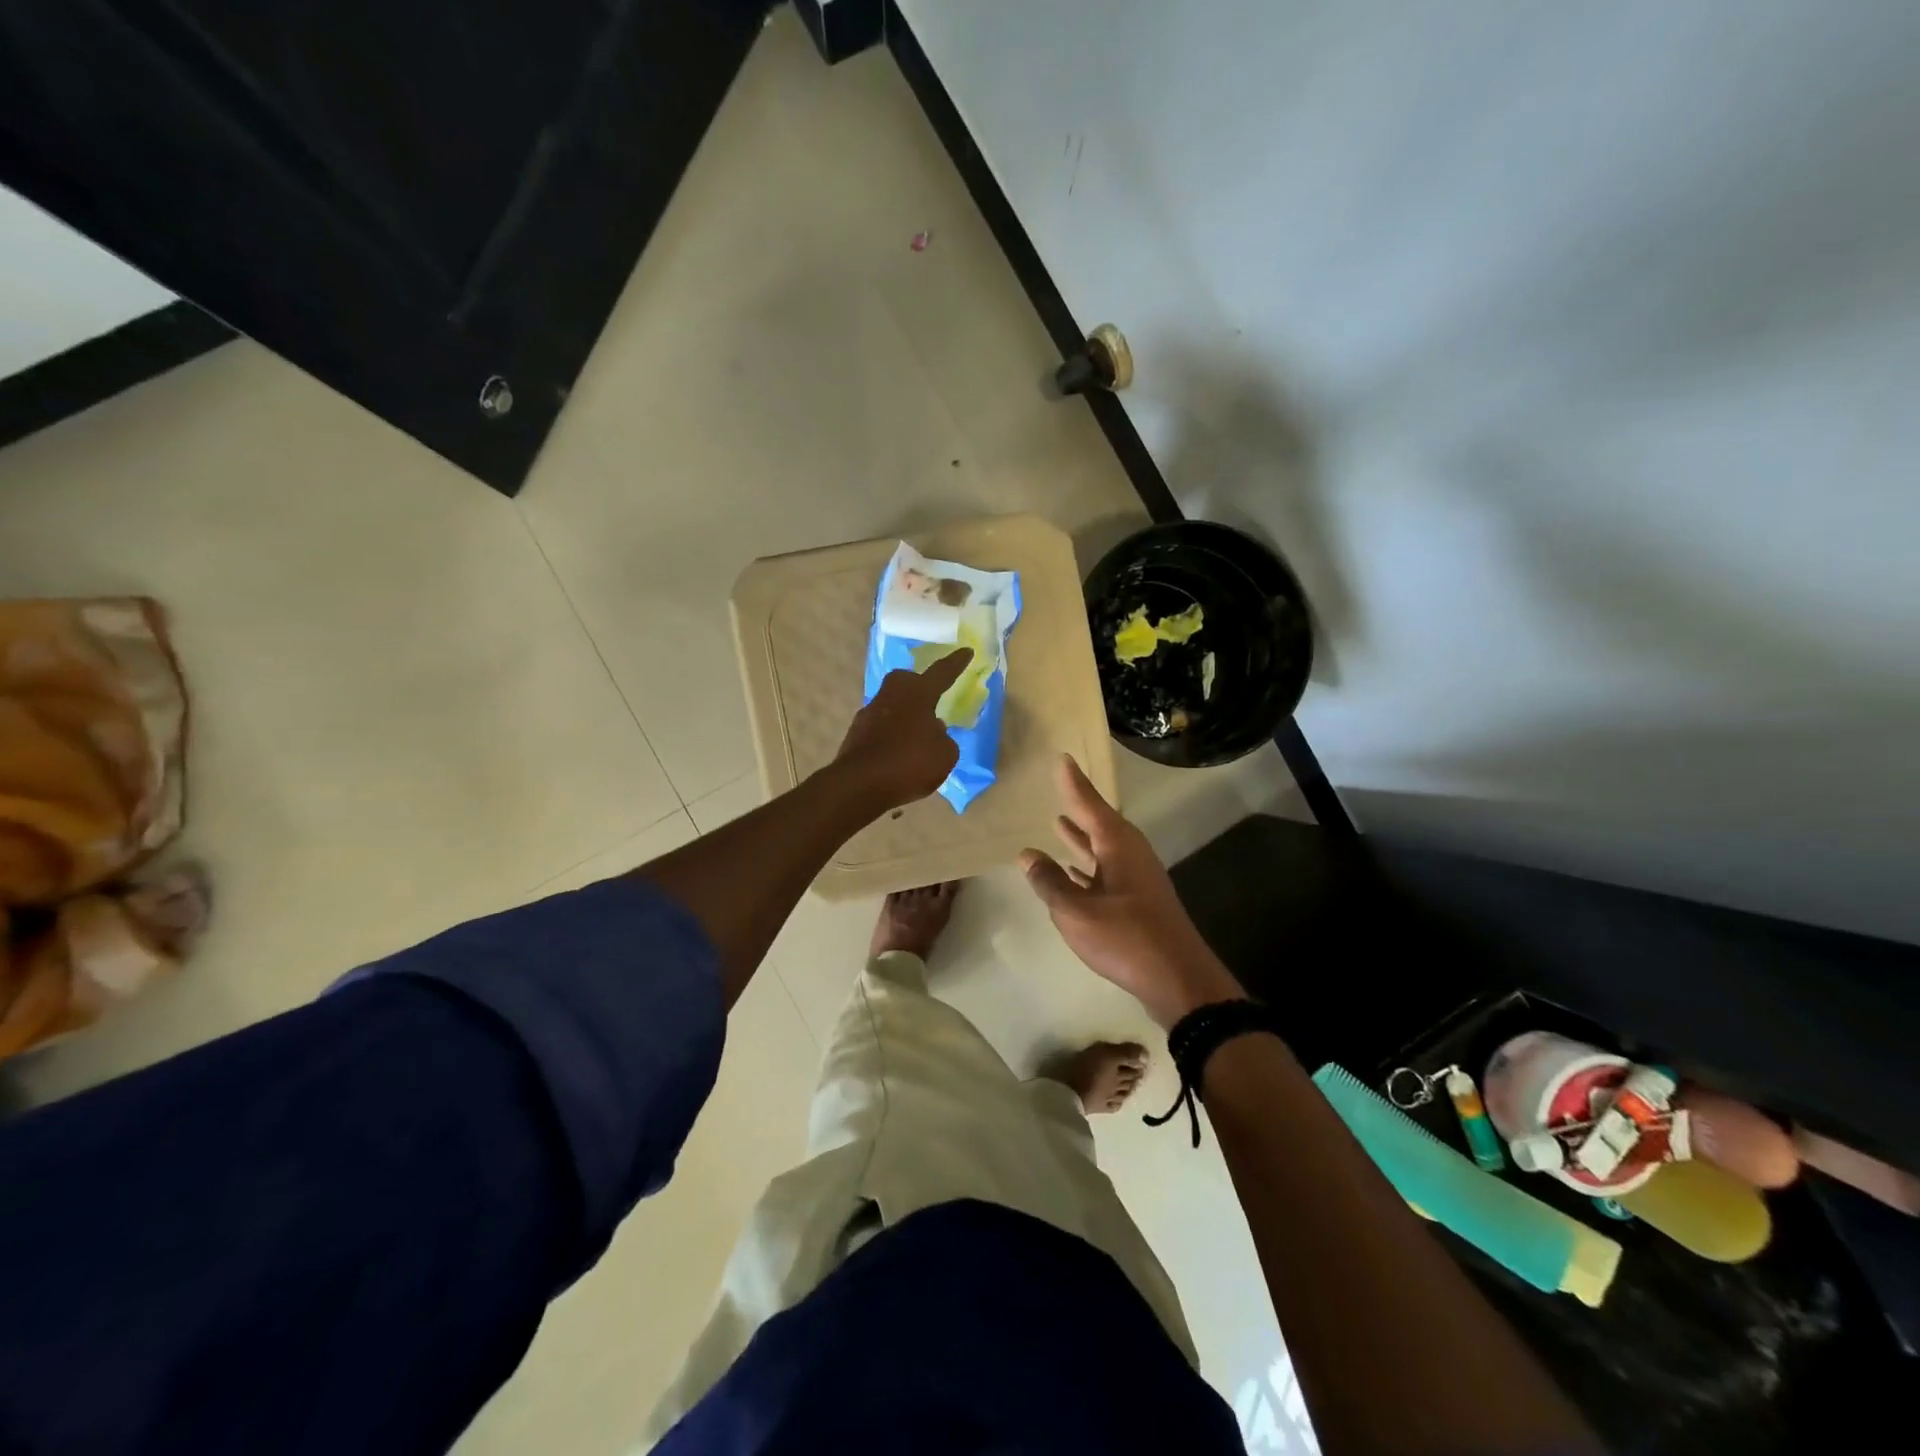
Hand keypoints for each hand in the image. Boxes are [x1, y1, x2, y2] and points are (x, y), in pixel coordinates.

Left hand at [831, 648, 972, 810]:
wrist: (859, 786)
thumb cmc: (909, 764)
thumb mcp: (945, 755)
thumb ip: (943, 738)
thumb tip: (932, 730)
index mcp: (917, 695)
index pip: (941, 673)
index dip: (955, 663)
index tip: (966, 651)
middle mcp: (891, 697)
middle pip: (905, 680)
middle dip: (918, 684)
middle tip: (930, 698)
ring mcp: (869, 714)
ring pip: (891, 704)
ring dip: (904, 714)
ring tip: (917, 736)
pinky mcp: (855, 734)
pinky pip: (880, 727)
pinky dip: (891, 735)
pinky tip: (898, 754)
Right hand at [1021, 754, 1243, 1027]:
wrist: (1179, 980)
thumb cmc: (1125, 939)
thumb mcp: (1076, 911)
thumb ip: (1050, 882)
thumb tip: (1027, 856)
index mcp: (1119, 846)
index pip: (1090, 805)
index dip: (1074, 784)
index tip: (1062, 759)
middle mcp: (1131, 855)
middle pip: (1099, 824)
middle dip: (1079, 807)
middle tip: (1060, 786)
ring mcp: (1138, 879)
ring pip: (1103, 849)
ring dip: (1081, 838)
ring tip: (1058, 823)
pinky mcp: (1139, 902)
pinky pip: (1106, 872)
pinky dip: (1088, 867)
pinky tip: (1072, 873)